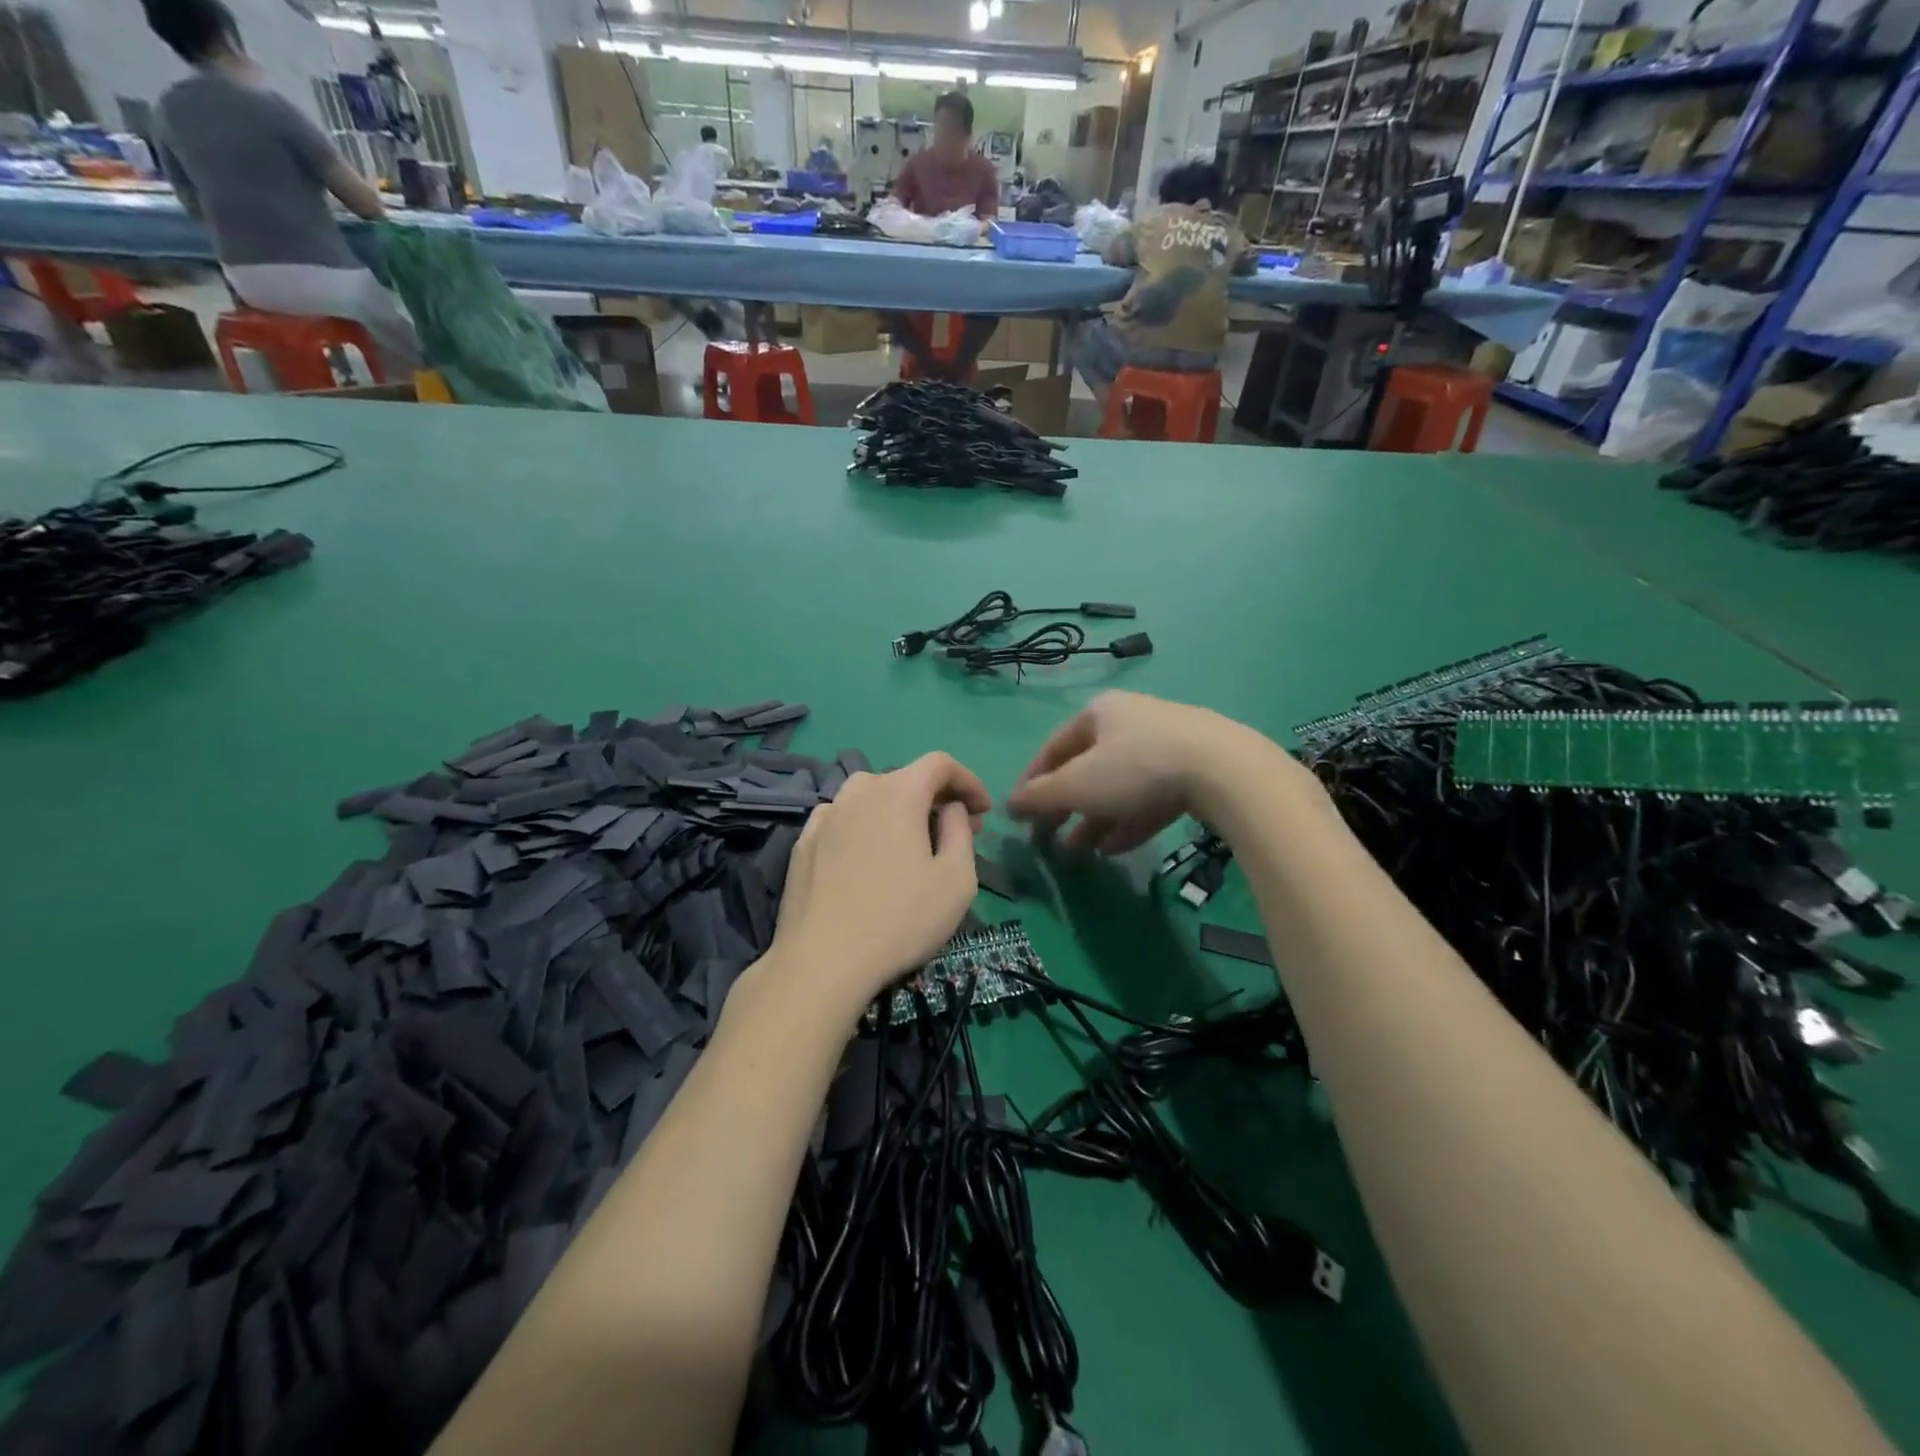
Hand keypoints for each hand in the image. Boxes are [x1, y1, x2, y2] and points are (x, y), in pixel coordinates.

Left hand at [767, 753, 991, 1012]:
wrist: (823, 961)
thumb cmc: (901, 919)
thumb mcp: (956, 879)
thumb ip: (960, 831)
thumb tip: (951, 808)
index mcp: (899, 793)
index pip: (940, 764)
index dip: (968, 781)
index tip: (983, 811)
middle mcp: (858, 792)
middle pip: (904, 778)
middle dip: (936, 798)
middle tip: (956, 831)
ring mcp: (825, 817)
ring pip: (869, 795)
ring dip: (896, 809)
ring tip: (909, 841)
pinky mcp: (803, 844)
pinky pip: (842, 819)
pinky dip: (863, 826)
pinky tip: (866, 856)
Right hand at [1006, 691, 1263, 852]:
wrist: (1225, 769)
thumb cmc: (1136, 768)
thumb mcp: (1077, 785)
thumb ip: (1039, 796)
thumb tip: (1009, 805)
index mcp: (1100, 712)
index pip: (1054, 748)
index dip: (1033, 782)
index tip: (1021, 814)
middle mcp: (1132, 720)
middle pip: (1088, 768)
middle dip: (1067, 807)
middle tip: (1051, 839)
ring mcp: (1169, 743)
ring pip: (1121, 786)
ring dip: (1096, 819)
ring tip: (1082, 851)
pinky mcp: (1196, 769)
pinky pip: (1151, 796)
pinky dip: (1130, 820)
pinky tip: (1117, 848)